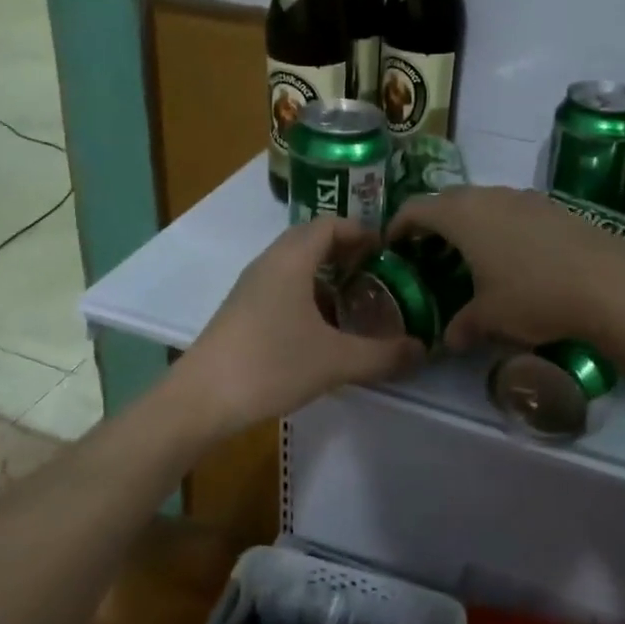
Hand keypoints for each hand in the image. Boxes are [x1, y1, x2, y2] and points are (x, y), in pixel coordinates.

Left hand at [169, 218, 425, 436]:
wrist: (202, 399)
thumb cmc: (271, 365)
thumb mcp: (336, 361)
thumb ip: (383, 354)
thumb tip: (423, 350)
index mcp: (291, 259)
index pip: (330, 224)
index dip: (361, 231)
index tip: (388, 250)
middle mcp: (269, 263)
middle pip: (311, 241)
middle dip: (346, 253)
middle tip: (377, 274)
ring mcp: (251, 287)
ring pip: (295, 266)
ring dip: (326, 277)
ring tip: (355, 303)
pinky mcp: (242, 311)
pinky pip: (281, 288)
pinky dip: (307, 296)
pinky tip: (322, 330)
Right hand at [389, 186, 624, 350]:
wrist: (610, 282)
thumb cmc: (534, 294)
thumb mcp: (491, 317)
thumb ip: (463, 325)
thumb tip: (450, 339)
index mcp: (462, 214)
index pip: (416, 208)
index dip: (398, 225)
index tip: (391, 246)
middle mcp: (489, 196)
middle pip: (448, 201)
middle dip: (433, 224)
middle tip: (427, 254)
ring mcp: (525, 198)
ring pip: (483, 204)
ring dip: (469, 225)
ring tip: (469, 258)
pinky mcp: (554, 207)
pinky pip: (512, 212)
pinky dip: (500, 229)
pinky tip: (512, 260)